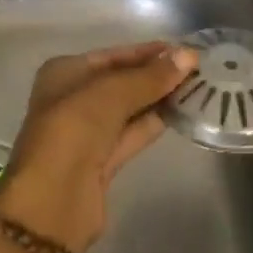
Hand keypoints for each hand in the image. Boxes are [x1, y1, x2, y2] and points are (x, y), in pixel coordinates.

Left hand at [0, 42, 196, 252]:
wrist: (54, 200)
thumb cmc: (75, 129)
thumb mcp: (113, 93)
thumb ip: (151, 76)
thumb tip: (189, 56)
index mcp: (65, 73)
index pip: (113, 55)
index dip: (148, 52)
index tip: (185, 51)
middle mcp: (72, 98)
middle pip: (121, 81)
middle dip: (156, 75)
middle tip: (197, 70)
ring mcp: (86, 132)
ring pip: (129, 109)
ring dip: (159, 99)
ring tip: (198, 88)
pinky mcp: (101, 162)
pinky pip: (132, 134)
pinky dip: (154, 123)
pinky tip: (182, 113)